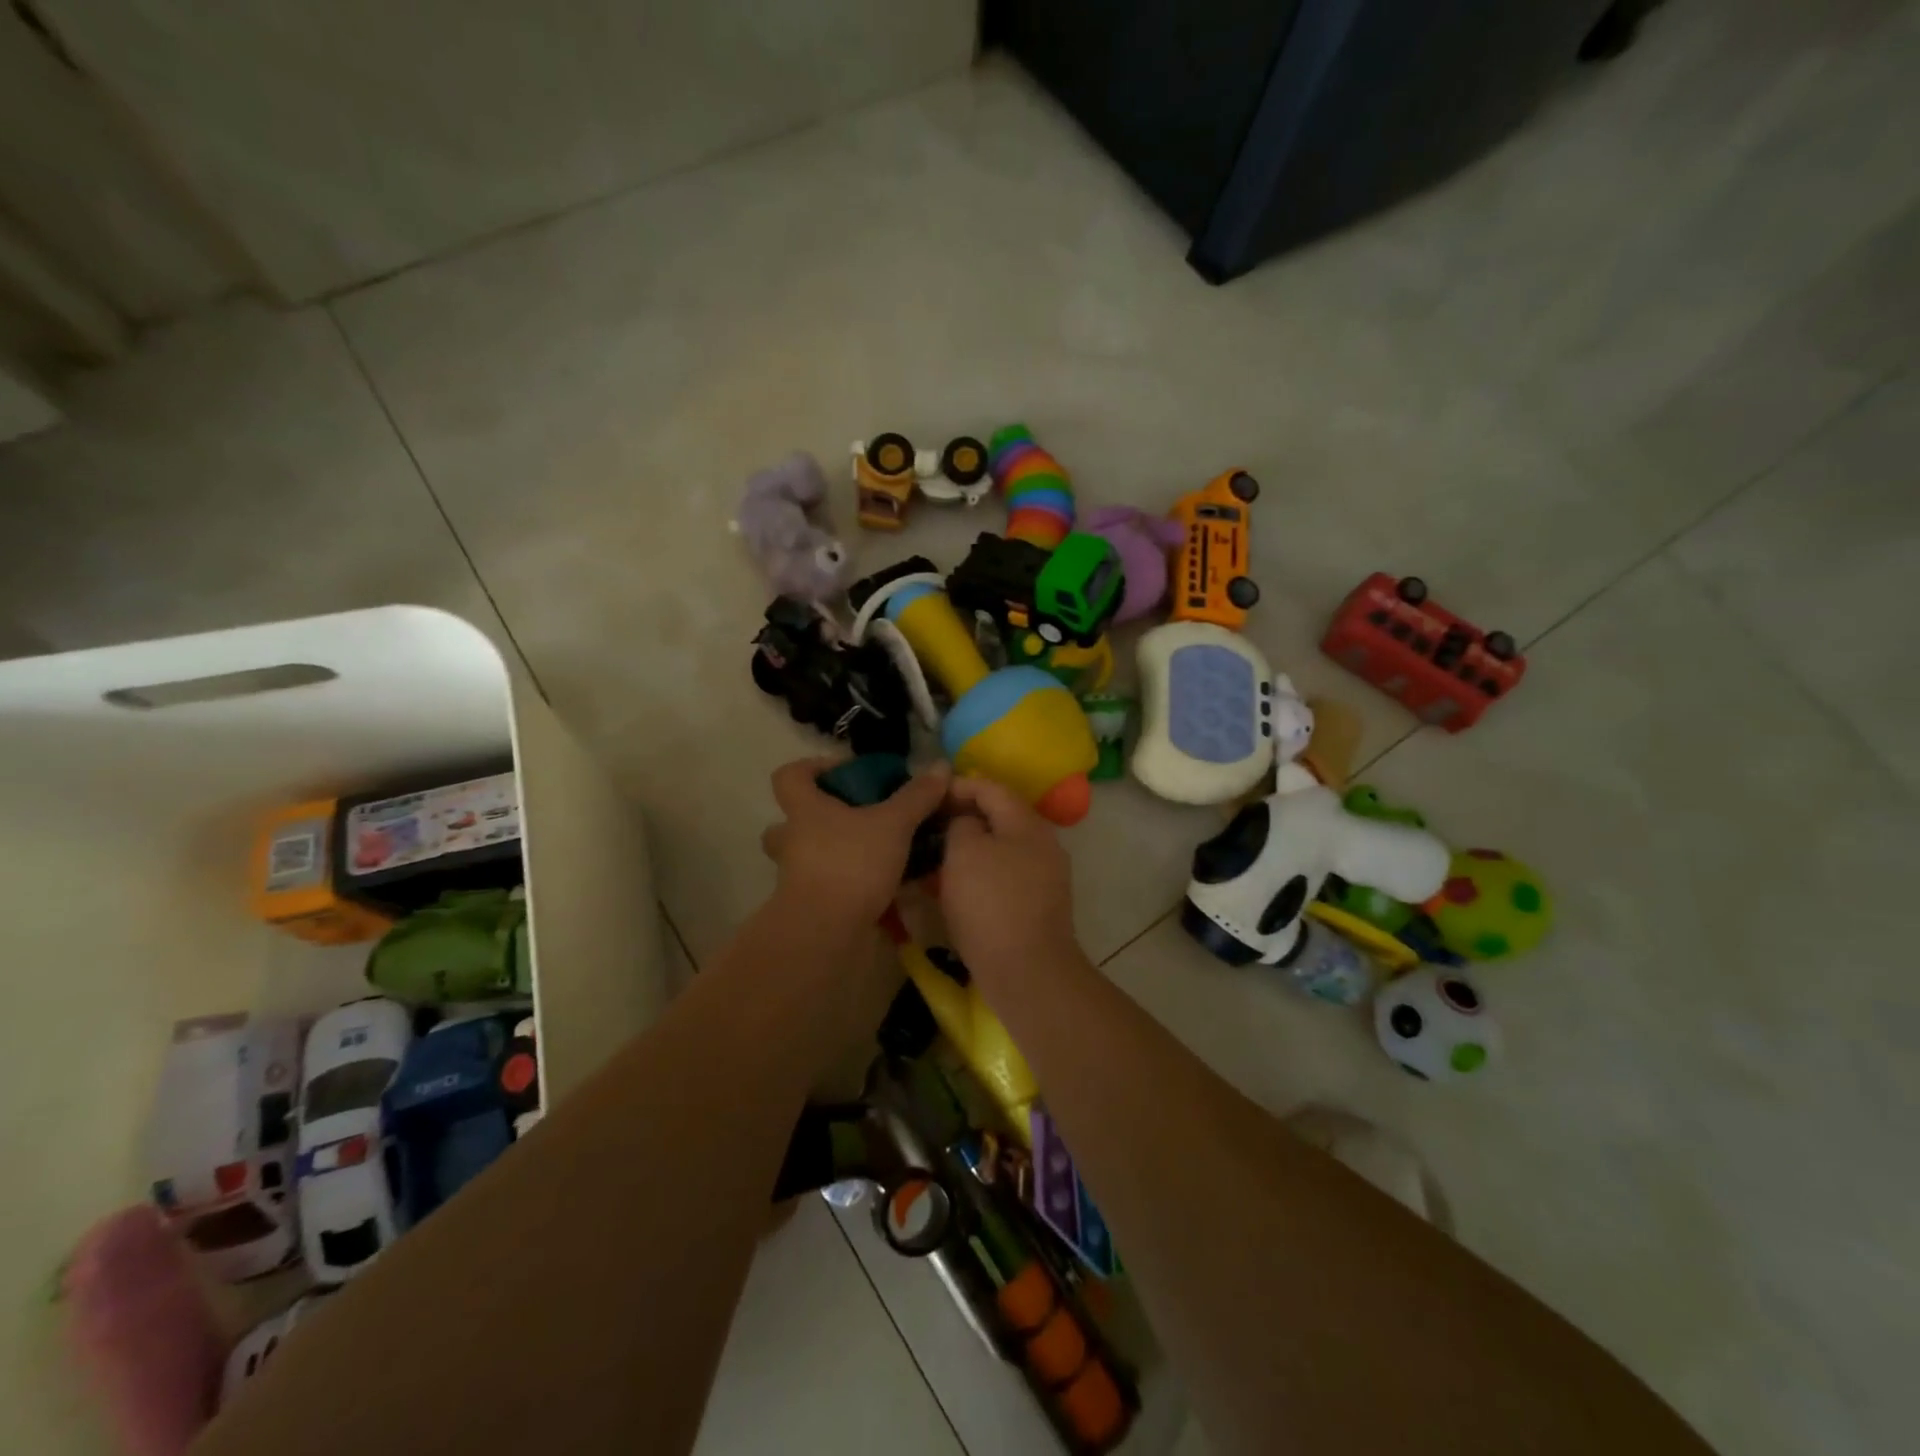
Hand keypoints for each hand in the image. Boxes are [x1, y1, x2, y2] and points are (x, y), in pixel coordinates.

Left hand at [760, 756, 949, 924]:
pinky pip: (825, 885)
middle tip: (854, 819)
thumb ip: (916, 797)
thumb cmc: (852, 863)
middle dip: (816, 818)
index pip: (789, 776)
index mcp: (805, 810)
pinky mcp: (809, 904)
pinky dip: (847, 883)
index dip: (812, 768)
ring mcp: (796, 875)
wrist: (825, 931)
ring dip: (832, 853)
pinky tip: (879, 887)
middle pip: (789, 821)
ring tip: (870, 853)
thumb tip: (939, 766)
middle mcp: (793, 840)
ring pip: (806, 856)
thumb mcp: (893, 824)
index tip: (845, 773)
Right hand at [938, 776, 1082, 993]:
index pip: (990, 788)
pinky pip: (1006, 875)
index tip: (928, 796)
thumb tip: (966, 823)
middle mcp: (1043, 843)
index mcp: (1027, 823)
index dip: (958, 786)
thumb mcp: (964, 852)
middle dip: (964, 817)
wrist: (1027, 971)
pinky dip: (982, 873)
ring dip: (971, 847)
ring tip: (939, 855)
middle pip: (1000, 817)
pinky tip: (959, 886)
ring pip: (1002, 848)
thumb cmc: (991, 903)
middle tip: (930, 825)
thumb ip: (961, 824)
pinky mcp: (1039, 904)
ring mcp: (1045, 875)